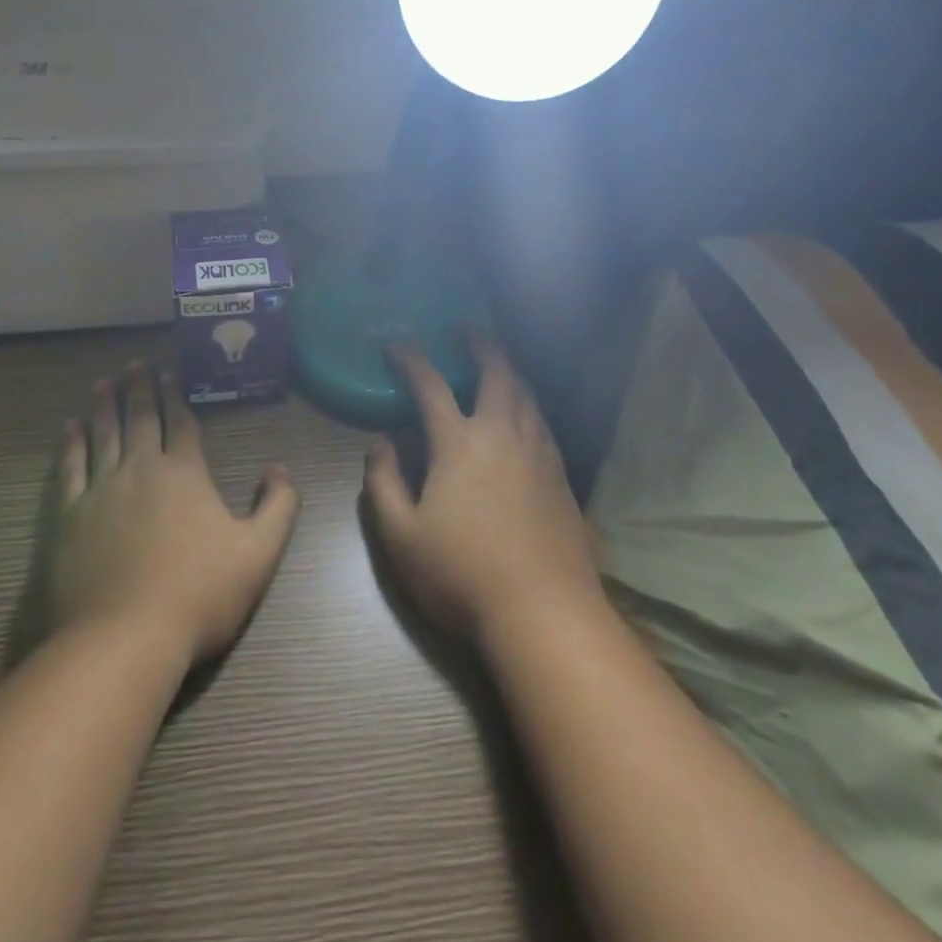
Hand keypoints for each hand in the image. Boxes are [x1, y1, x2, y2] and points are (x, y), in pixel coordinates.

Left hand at [48, 362, 299, 669]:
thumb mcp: (258, 554)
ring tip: (102, 382)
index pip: (181, 422)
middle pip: (139, 418)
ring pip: (102, 434)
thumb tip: (280, 469)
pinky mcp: (68, 516)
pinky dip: (71, 443)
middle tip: (133, 364)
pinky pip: (69, 467)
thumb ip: (278, 507)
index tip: (168, 371)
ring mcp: (100, 490)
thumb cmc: (198, 594)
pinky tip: (70, 427)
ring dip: (104, 405)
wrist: (123, 637)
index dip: (176, 395)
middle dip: (138, 388)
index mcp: (184, 473)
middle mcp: (141, 469)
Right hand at [363, 336, 602, 645]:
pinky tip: (525, 414)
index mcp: (459, 443)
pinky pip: (543, 421)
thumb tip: (379, 444)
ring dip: (509, 369)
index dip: (411, 359)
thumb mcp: (401, 536)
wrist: (545, 613)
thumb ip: (383, 483)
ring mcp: (538, 453)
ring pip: (526, 394)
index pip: (430, 385)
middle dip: (479, 344)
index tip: (396, 345)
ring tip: (498, 361)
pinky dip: (529, 402)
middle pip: (496, 373)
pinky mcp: (562, 476)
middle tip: (466, 329)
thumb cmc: (462, 574)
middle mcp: (503, 434)